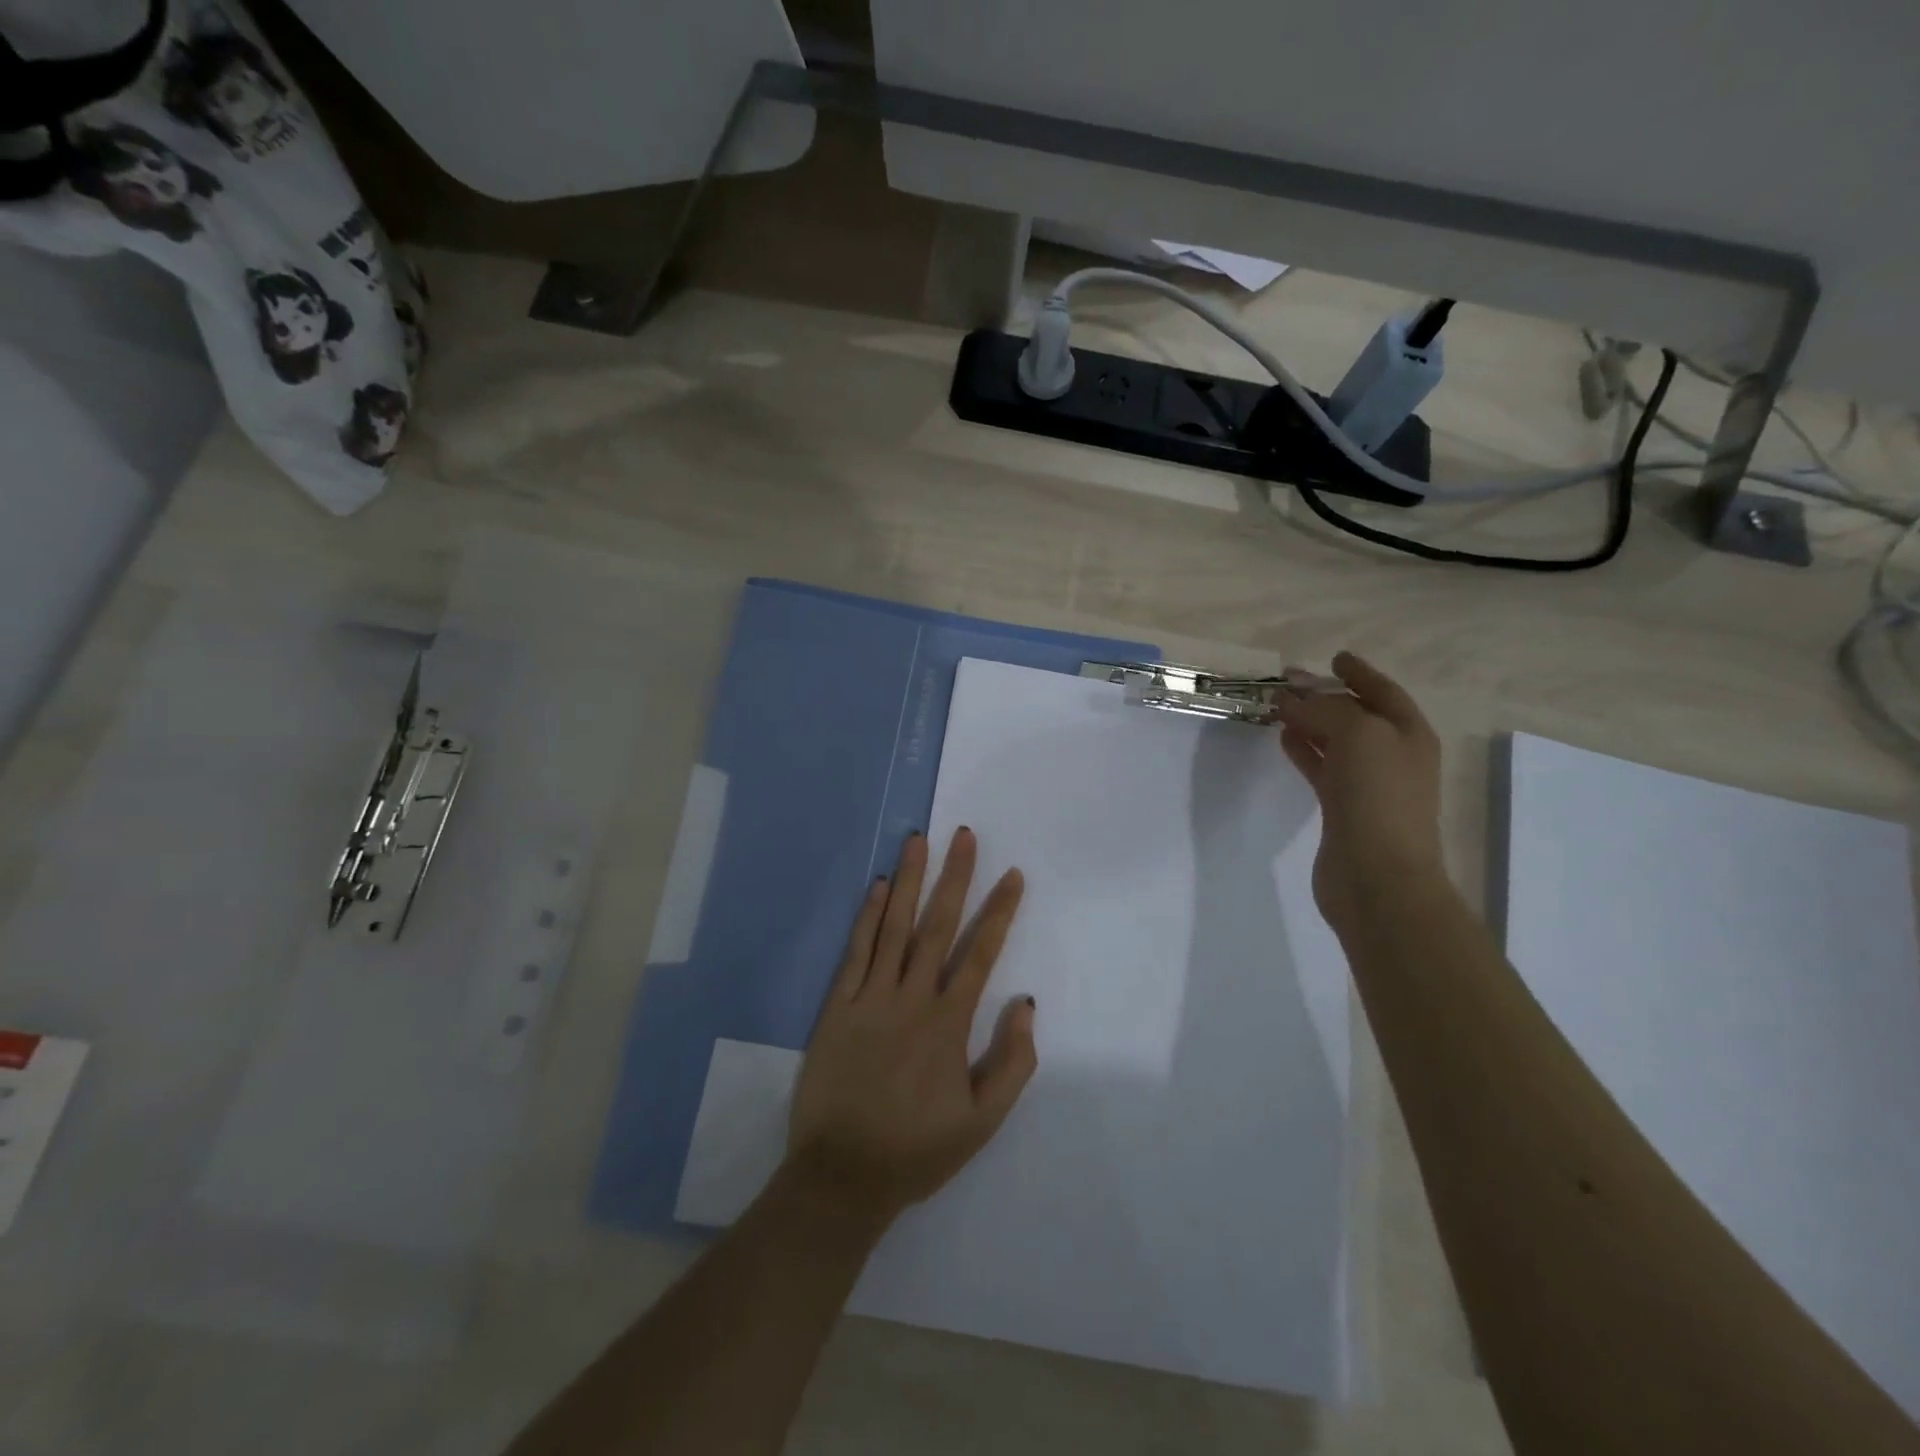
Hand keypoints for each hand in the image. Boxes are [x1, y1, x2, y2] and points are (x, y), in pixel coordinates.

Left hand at [786, 828, 1035, 1230]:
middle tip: (965, 835)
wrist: (842, 1177)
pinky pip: (856, 952)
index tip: (1013, 875)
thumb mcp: (983, 1121)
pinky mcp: (838, 1006)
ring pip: (894, 927)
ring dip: (910, 881)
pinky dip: (868, 917)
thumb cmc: (917, 1149)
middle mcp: (912, 999)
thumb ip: (1012, 1062)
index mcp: (949, 1024)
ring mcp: (871, 998)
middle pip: (938, 926)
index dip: (999, 912)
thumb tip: (1027, 1004)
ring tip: (919, 840)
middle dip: (955, 878)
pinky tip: (879, 886)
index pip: (981, 954)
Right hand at [1273, 652, 1447, 930]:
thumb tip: (1293, 700)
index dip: (1360, 673)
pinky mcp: (1342, 810)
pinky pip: (1321, 768)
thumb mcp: (1358, 735)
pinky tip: (1283, 740)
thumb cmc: (1378, 797)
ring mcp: (1368, 785)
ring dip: (1310, 723)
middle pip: (1357, 716)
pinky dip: (1304, 751)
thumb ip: (1325, 710)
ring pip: (1336, 742)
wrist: (1378, 876)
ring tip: (1278, 708)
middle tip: (1291, 682)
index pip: (1383, 692)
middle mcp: (1393, 756)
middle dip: (1327, 696)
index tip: (1334, 657)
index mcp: (1409, 734)